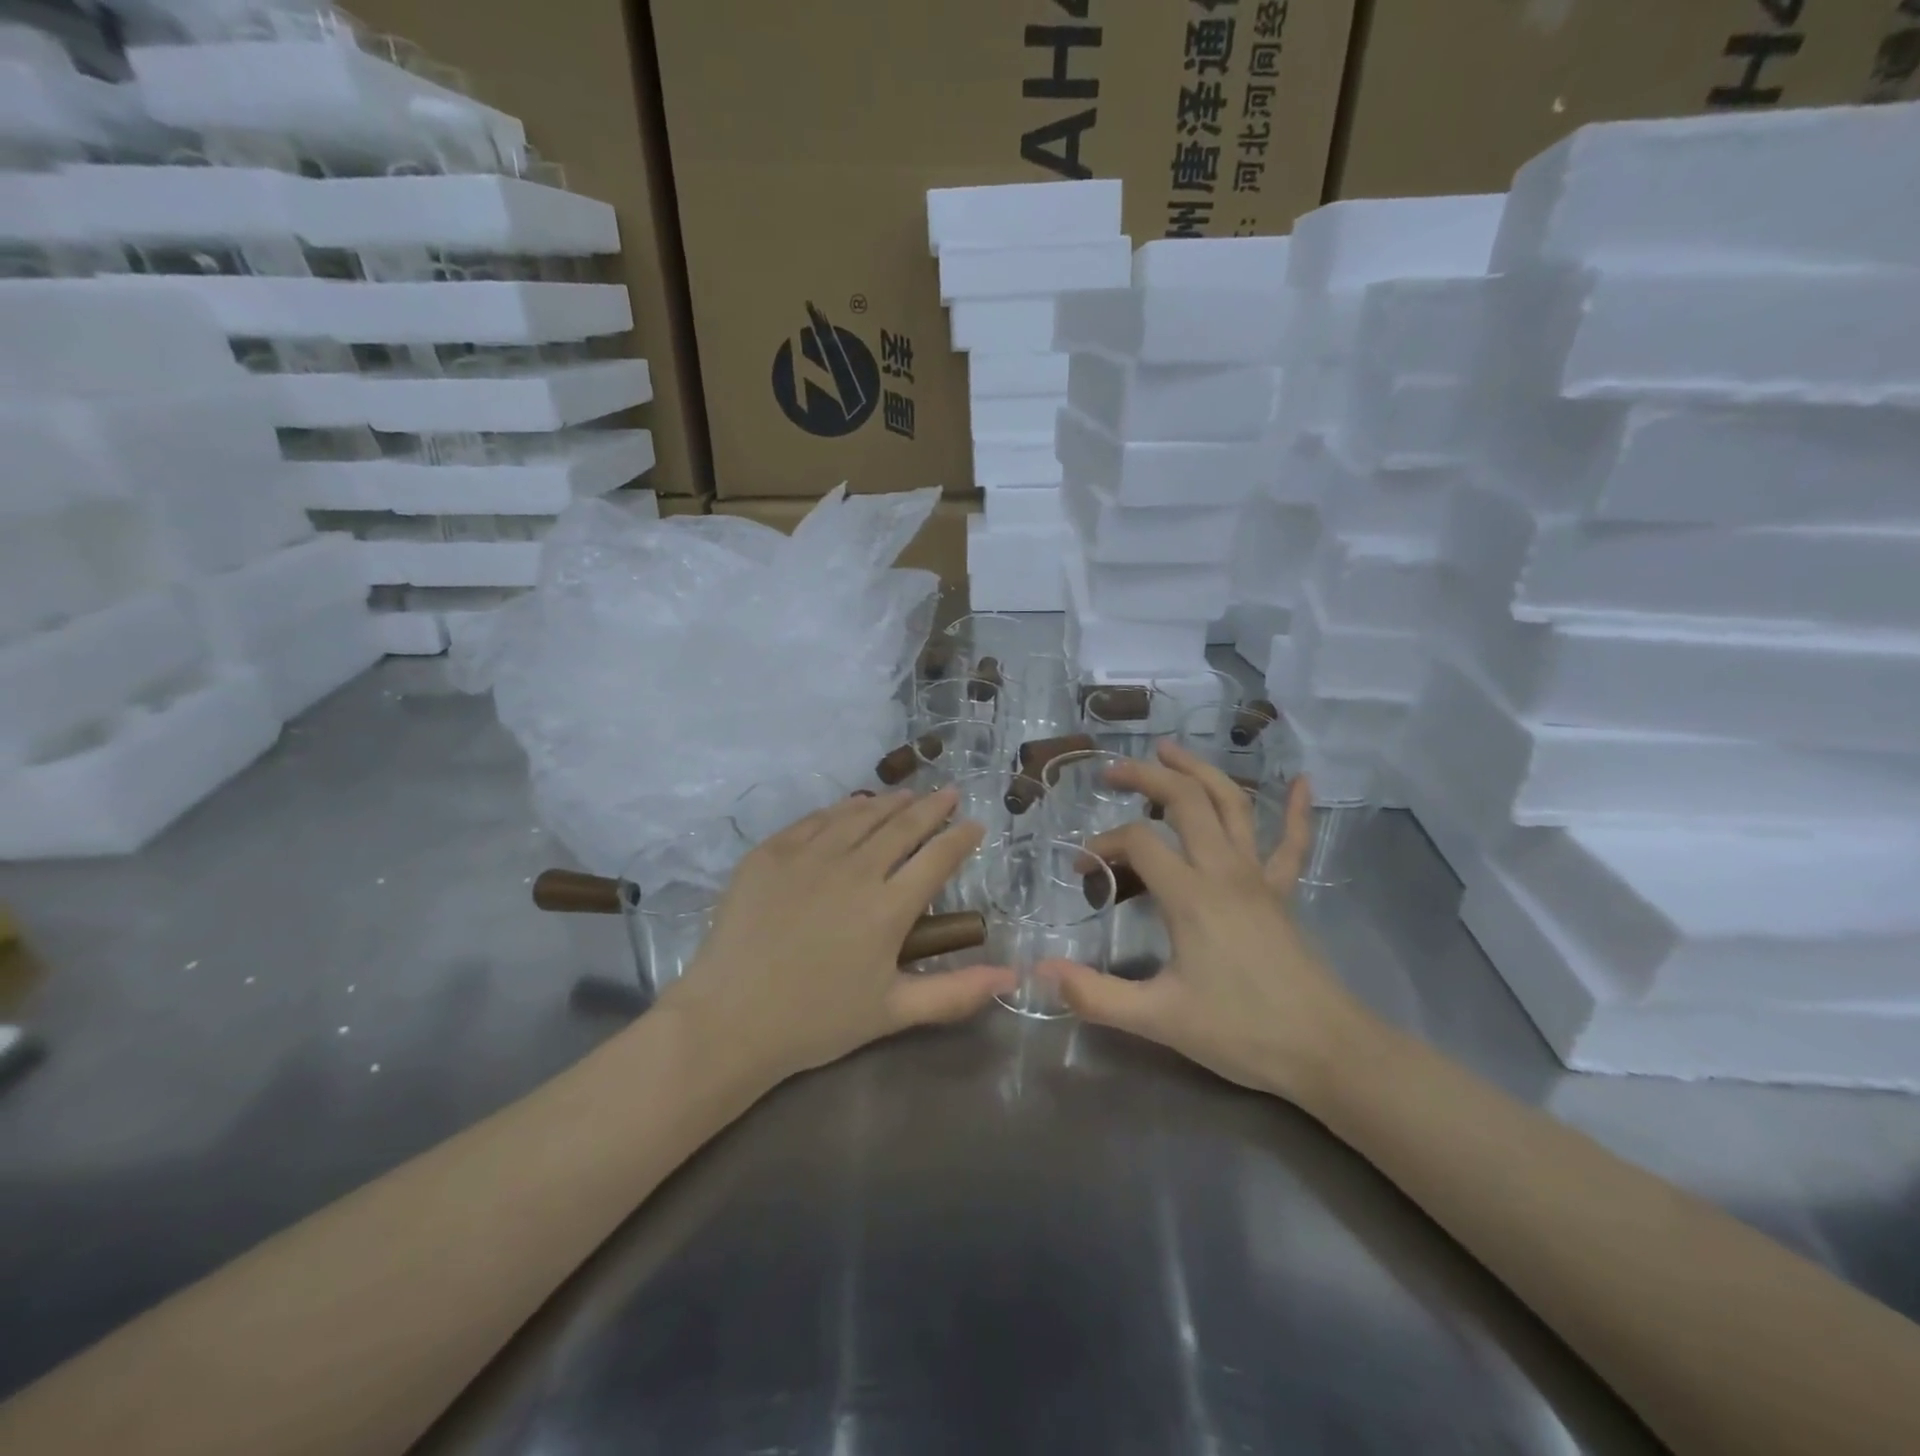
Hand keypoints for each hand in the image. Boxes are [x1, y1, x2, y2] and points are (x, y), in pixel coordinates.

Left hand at [660, 788, 1016, 1089]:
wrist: (730, 1020)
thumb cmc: (817, 1021)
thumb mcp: (894, 1012)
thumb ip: (956, 992)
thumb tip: (1013, 976)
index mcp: (888, 908)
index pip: (937, 858)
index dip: (961, 837)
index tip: (975, 825)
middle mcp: (854, 870)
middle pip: (902, 826)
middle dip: (932, 807)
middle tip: (949, 793)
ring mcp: (809, 856)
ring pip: (859, 815)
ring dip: (889, 802)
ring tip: (907, 795)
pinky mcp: (770, 853)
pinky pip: (814, 820)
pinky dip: (841, 809)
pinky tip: (850, 807)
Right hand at [1046, 744, 1379, 1104]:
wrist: (1327, 1052)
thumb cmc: (1242, 1032)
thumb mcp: (1160, 1019)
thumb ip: (1096, 995)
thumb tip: (1039, 971)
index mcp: (1191, 896)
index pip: (1138, 843)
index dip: (1103, 845)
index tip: (1082, 867)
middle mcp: (1225, 871)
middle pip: (1186, 801)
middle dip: (1146, 777)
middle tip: (1112, 771)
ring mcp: (1259, 877)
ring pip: (1232, 805)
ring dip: (1200, 772)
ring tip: (1169, 751)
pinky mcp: (1283, 893)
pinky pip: (1293, 842)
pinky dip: (1298, 809)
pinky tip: (1304, 781)